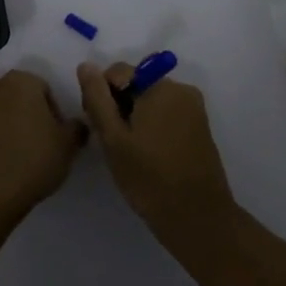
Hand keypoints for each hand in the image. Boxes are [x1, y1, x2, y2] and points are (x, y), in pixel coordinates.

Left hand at [0, 70, 87, 220]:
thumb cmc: (33, 159)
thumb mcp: (68, 145)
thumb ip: (75, 129)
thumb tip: (75, 125)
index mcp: (21, 82)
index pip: (42, 88)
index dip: (52, 112)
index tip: (56, 136)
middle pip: (15, 98)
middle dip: (26, 116)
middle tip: (37, 145)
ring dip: (4, 128)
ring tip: (15, 158)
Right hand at [78, 62, 234, 240]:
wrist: (198, 219)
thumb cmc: (150, 178)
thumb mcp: (113, 138)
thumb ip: (97, 98)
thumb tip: (86, 66)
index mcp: (160, 86)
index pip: (117, 72)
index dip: (102, 95)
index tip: (100, 126)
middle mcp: (181, 88)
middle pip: (136, 83)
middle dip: (119, 105)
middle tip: (113, 142)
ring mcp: (194, 108)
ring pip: (150, 99)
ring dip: (135, 117)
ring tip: (130, 151)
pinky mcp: (200, 126)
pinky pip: (167, 113)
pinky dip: (153, 125)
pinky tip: (148, 154)